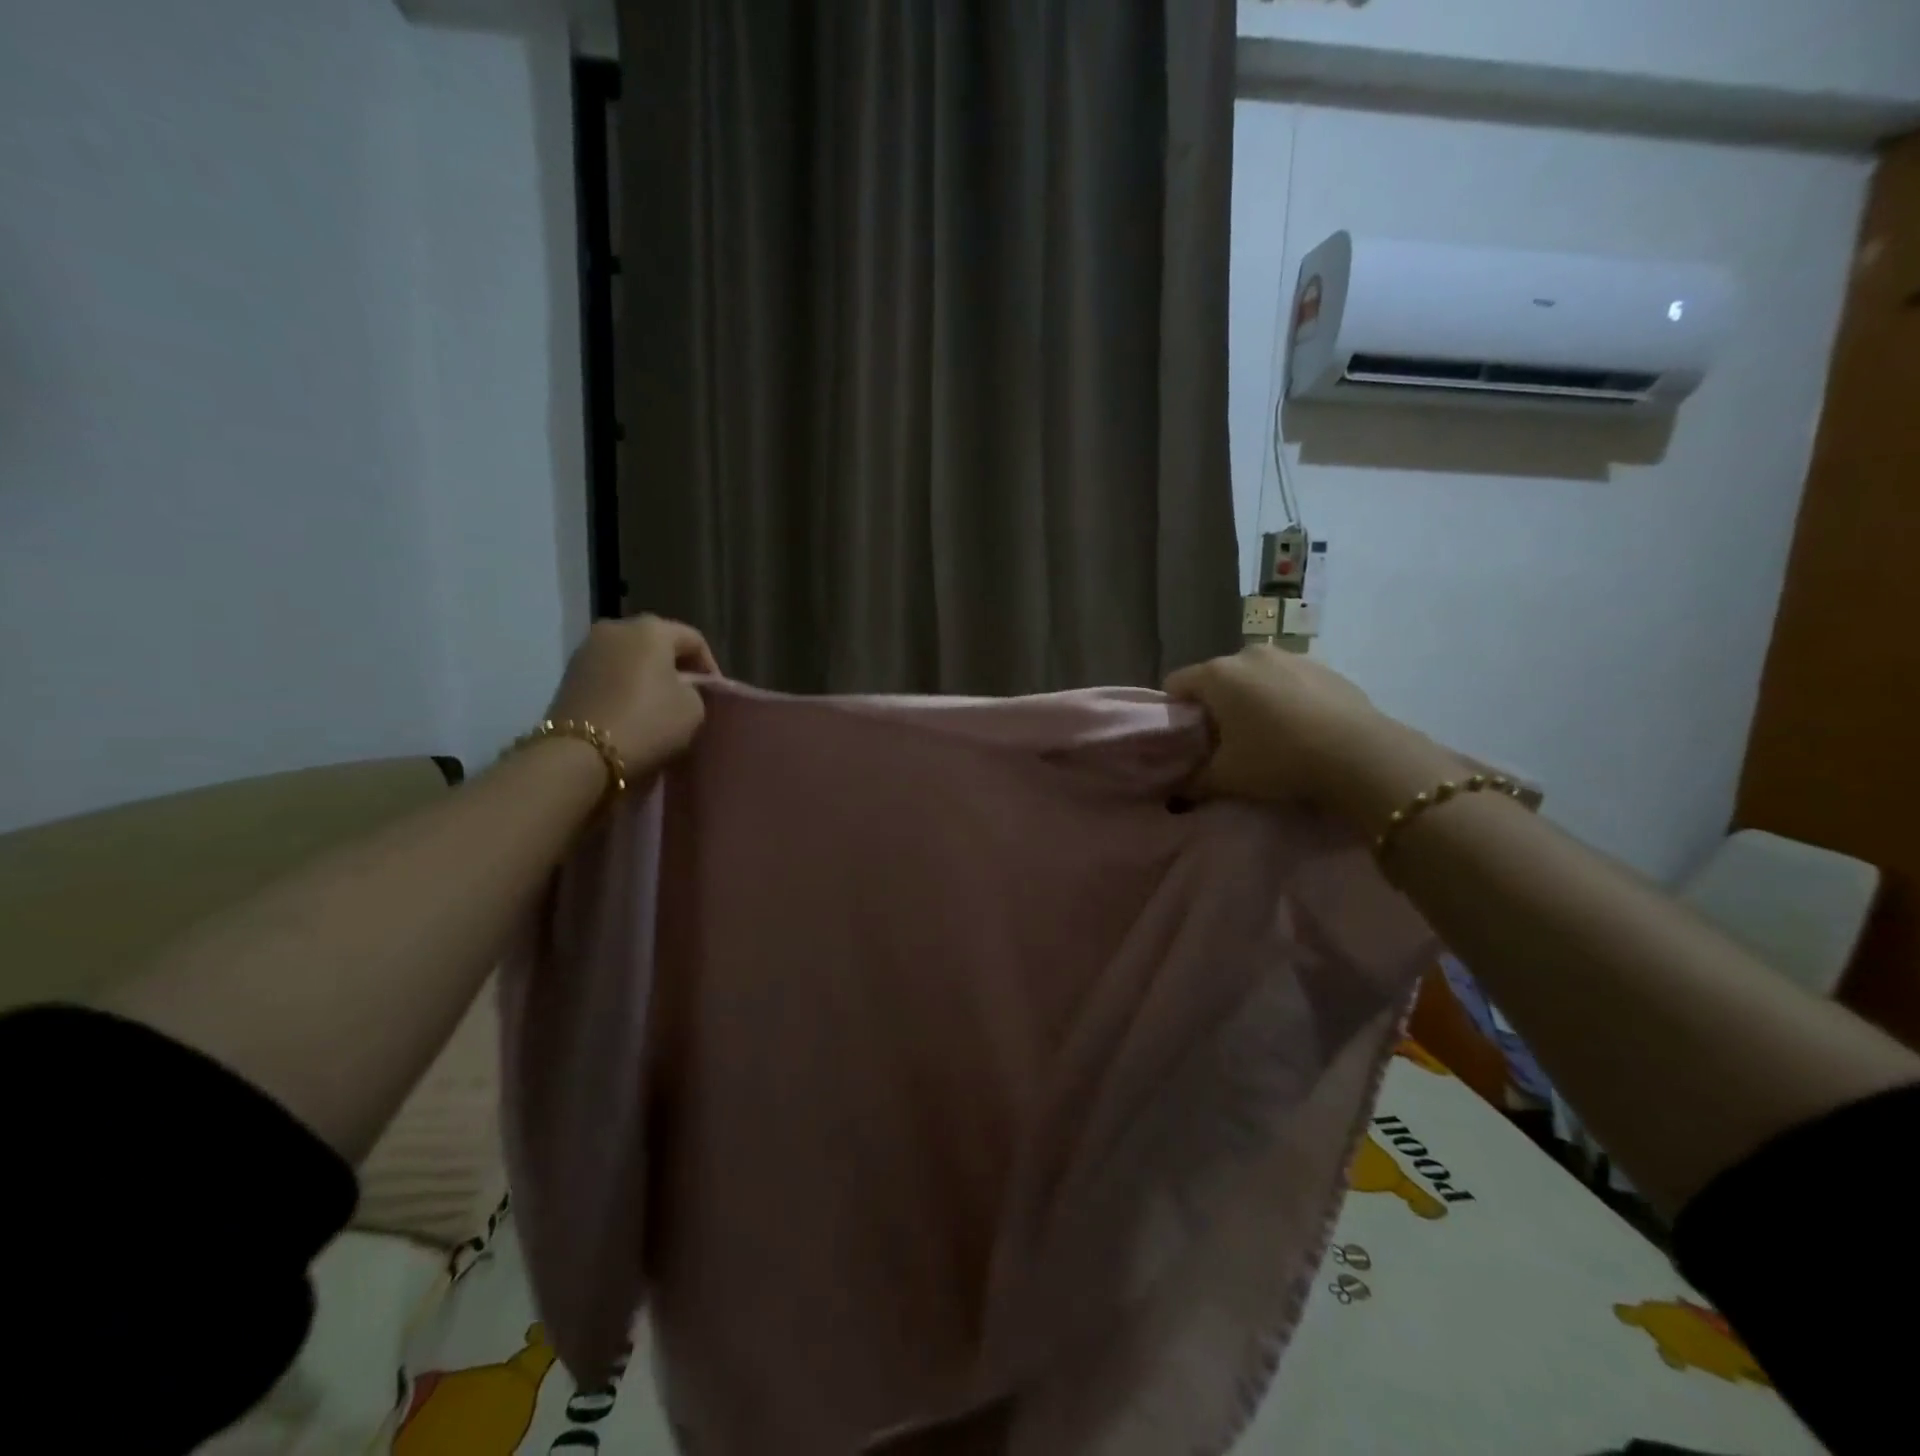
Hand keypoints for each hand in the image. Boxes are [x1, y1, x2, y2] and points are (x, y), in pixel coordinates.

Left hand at [546, 615, 719, 777]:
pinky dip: (623, 685)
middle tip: (689, 694)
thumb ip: (695, 689)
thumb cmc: (647, 723)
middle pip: (657, 642)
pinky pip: (609, 672)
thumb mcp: (693, 709)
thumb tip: (683, 686)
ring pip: (630, 656)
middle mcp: (616, 627)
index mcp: (652, 629)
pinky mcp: (569, 673)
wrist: (580, 755)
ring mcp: (587, 649)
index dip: (710, 666)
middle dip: (675, 666)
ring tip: (658, 703)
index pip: (693, 639)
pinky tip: (632, 709)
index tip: (714, 693)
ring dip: (647, 674)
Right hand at [1165, 646, 1455, 823]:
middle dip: (1214, 706)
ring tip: (1266, 736)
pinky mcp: (1324, 667)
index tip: (1186, 740)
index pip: (1175, 683)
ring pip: (1254, 677)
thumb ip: (1192, 782)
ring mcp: (1290, 656)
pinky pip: (1289, 681)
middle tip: (1224, 743)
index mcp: (1217, 674)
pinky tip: (1300, 730)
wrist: (1360, 755)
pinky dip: (1285, 699)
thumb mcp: (1226, 778)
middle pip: (1215, 678)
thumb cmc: (1278, 759)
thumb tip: (1175, 791)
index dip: (1175, 712)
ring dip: (1251, 700)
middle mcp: (1248, 654)